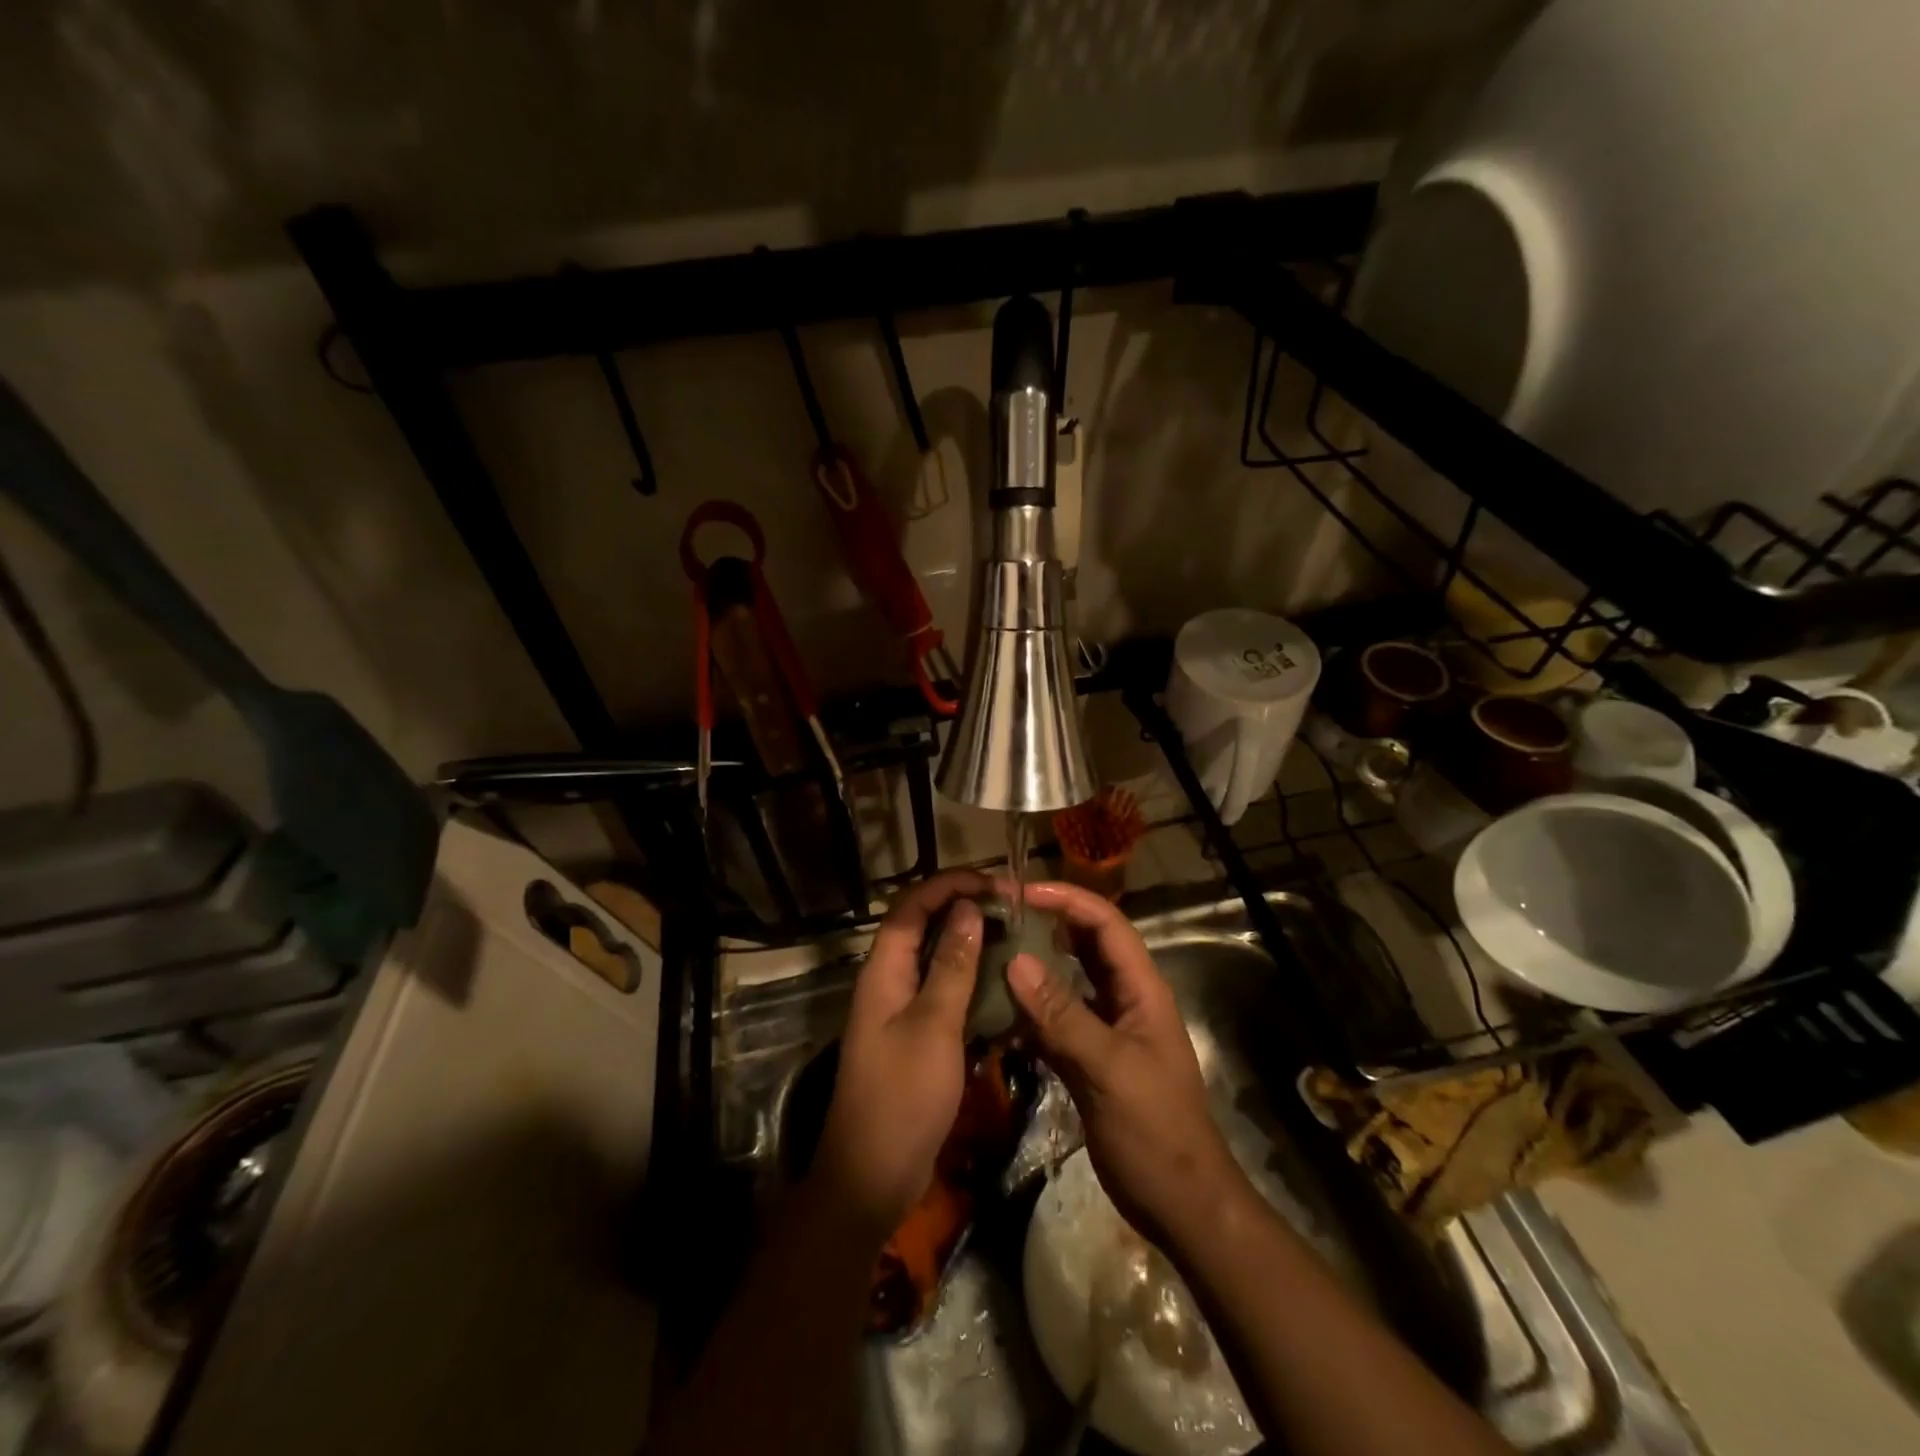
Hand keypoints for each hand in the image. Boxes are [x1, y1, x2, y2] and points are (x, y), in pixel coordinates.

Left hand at [813, 870, 990, 1238]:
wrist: (872, 1177)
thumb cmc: (902, 1096)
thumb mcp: (933, 1026)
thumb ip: (951, 966)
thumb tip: (967, 908)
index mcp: (883, 971)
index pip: (910, 907)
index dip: (947, 885)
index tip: (993, 882)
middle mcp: (888, 983)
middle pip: (921, 928)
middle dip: (961, 909)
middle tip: (1010, 908)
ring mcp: (900, 1013)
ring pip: (934, 961)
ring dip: (968, 945)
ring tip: (1012, 937)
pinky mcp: (915, 1040)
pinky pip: (943, 995)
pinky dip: (970, 983)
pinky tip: (1002, 987)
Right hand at [1005, 880, 1248, 1249]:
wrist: (1181, 1205)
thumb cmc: (1155, 1131)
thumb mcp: (1109, 1069)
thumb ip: (1062, 1015)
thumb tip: (1015, 960)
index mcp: (1141, 989)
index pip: (1106, 924)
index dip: (1068, 900)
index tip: (1021, 892)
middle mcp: (1124, 999)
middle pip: (1085, 945)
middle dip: (1047, 924)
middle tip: (998, 916)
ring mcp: (1107, 1029)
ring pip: (1068, 981)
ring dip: (1035, 966)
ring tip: (990, 951)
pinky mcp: (1090, 1058)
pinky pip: (1057, 1020)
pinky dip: (1030, 1011)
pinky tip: (997, 1009)